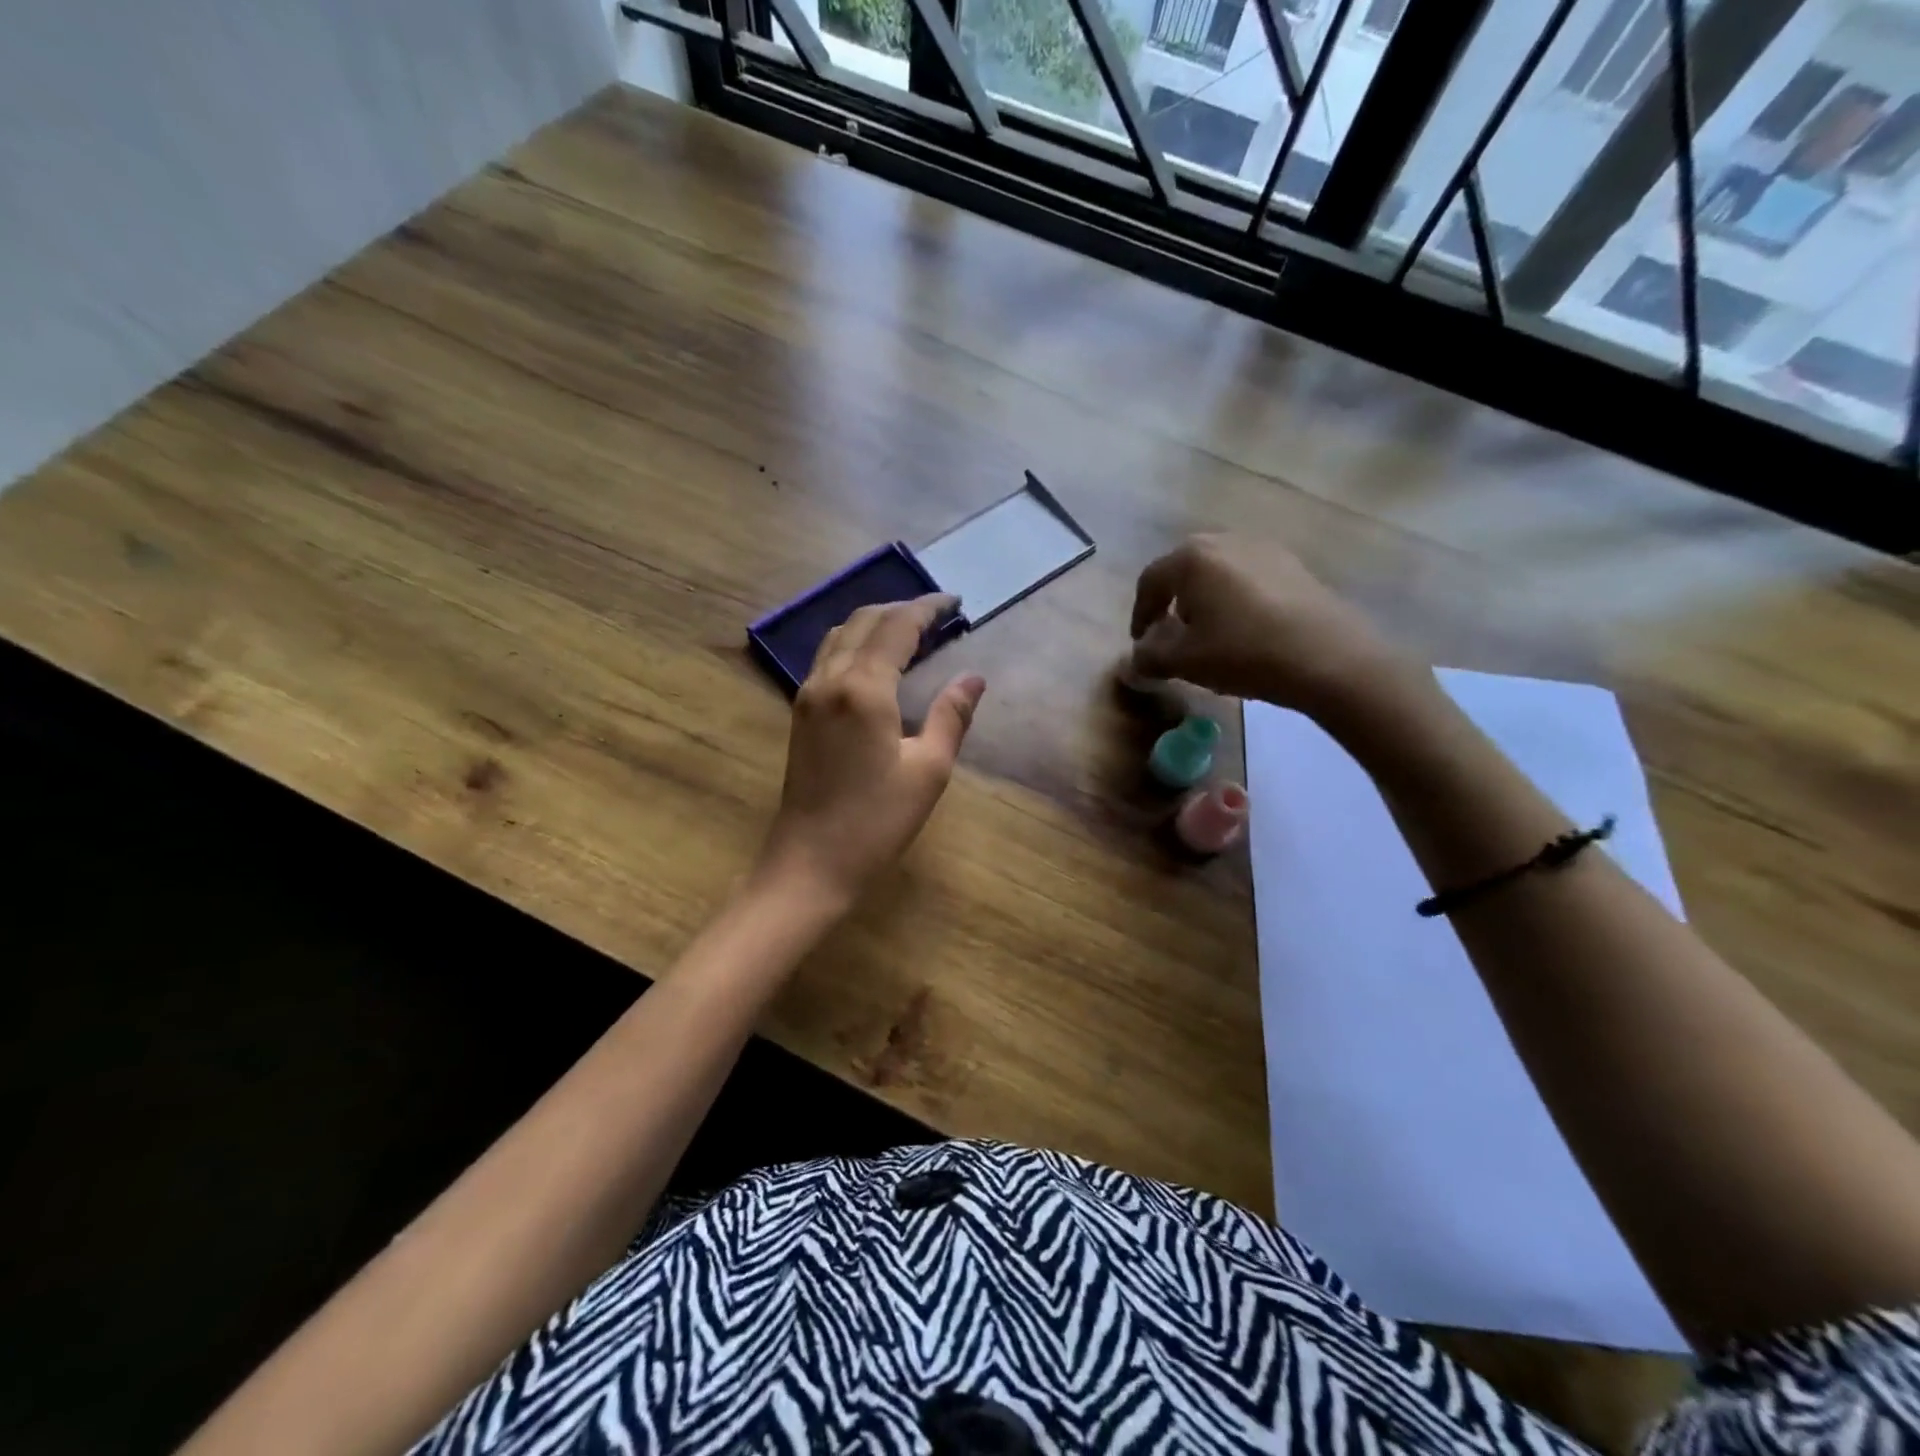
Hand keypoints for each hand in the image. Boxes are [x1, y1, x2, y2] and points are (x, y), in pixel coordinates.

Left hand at [756, 594, 986, 910]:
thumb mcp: (929, 771)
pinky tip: (876, 660)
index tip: (954, 602)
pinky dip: (855, 643)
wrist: (810, 863)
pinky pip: (827, 658)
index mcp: (863, 688)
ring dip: (874, 623)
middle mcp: (829, 679)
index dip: (926, 608)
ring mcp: (808, 695)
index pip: (897, 627)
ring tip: (910, 631)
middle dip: (901, 609)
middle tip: (937, 614)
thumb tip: (974, 678)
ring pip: (839, 636)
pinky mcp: (800, 713)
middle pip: (863, 621)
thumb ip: (952, 716)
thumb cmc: (876, 822)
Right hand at [1129, 535, 1412, 720]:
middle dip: (1171, 603)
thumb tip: (1134, 660)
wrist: (1329, 658)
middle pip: (1184, 570)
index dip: (1139, 614)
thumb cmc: (1244, 653)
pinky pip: (1248, 578)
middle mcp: (1225, 540)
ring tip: (1208, 634)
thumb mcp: (1185, 662)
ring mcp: (1264, 548)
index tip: (1141, 643)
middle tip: (1170, 635)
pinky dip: (1235, 599)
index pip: (1150, 581)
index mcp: (1192, 558)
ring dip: (1204, 600)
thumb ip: (1149, 657)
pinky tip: (1244, 629)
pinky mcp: (1293, 564)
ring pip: (1217, 572)